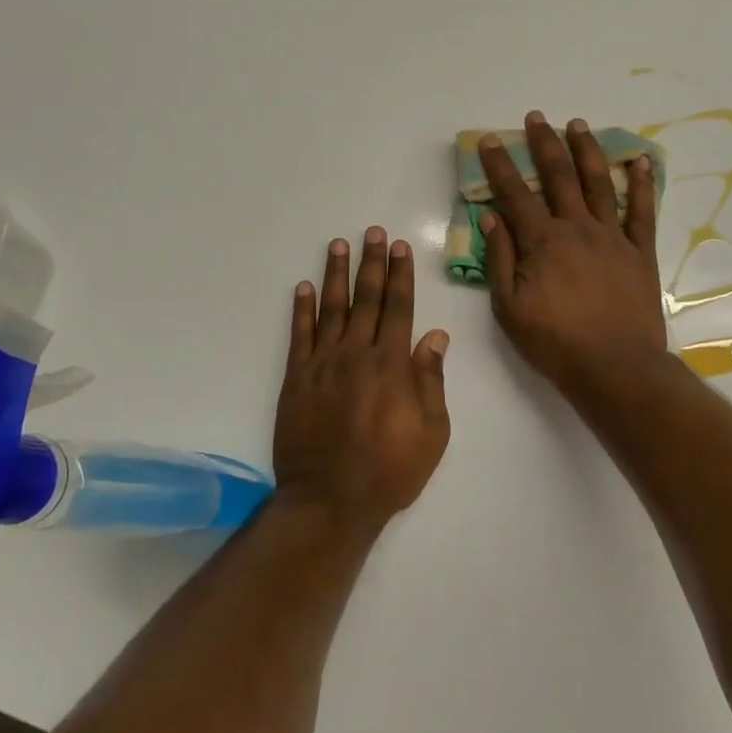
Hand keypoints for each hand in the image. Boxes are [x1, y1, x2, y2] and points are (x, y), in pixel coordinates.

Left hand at [272, 227, 451, 532]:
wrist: (330, 499)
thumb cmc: (389, 471)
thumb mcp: (432, 432)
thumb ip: (431, 380)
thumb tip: (435, 335)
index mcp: (392, 365)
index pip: (399, 308)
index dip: (400, 275)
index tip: (399, 248)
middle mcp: (357, 354)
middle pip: (366, 299)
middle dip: (371, 263)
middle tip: (372, 232)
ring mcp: (323, 364)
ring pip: (331, 308)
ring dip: (335, 275)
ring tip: (338, 245)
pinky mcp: (296, 379)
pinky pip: (299, 335)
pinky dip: (301, 309)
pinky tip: (302, 288)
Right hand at [479, 112, 667, 395]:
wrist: (615, 367)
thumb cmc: (555, 342)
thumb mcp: (509, 307)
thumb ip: (500, 260)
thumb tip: (491, 218)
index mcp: (542, 242)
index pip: (514, 195)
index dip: (500, 166)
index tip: (489, 140)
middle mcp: (577, 228)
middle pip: (558, 177)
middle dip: (544, 144)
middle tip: (536, 118)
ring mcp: (612, 237)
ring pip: (599, 183)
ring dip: (587, 151)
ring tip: (578, 125)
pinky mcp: (639, 252)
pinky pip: (642, 211)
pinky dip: (642, 184)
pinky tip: (639, 161)